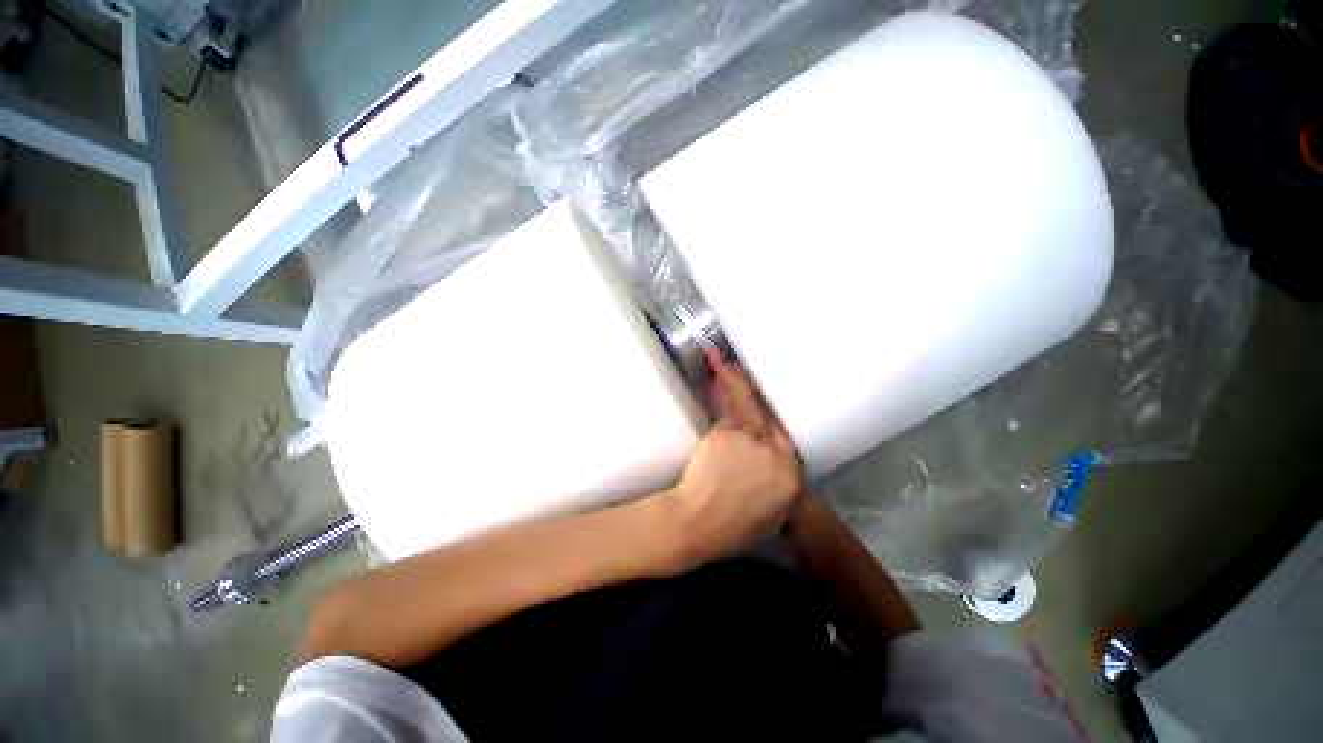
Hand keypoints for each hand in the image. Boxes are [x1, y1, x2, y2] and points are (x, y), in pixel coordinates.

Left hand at [657, 351, 799, 570]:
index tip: (760, 402)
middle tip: (736, 364)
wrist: (698, 522)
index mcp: (789, 476)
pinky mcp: (725, 433)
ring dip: (732, 381)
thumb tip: (770, 463)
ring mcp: (750, 440)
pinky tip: (713, 379)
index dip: (770, 415)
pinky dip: (718, 396)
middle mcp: (774, 452)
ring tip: (719, 360)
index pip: (783, 436)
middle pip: (765, 413)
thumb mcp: (767, 515)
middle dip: (749, 386)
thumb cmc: (730, 527)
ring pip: (744, 405)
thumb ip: (774, 484)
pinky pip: (724, 412)